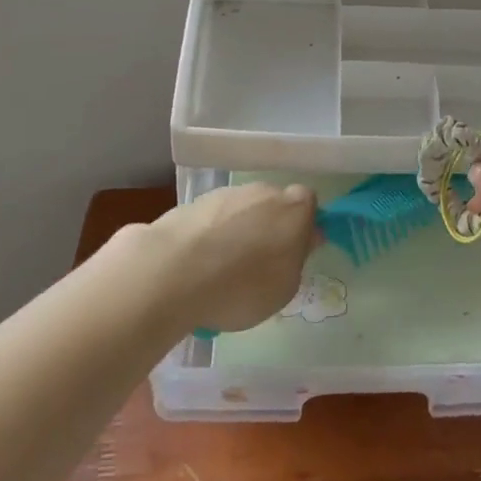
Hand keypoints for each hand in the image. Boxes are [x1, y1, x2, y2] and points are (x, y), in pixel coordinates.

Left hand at [130, 183, 319, 332]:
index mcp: (295, 208)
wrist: (172, 273)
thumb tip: (301, 241)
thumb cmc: (241, 286)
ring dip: (236, 232)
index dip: (301, 227)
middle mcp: (263, 191)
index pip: (308, 204)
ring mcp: (225, 194)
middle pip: (272, 204)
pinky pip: (210, 221)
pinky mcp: (192, 203)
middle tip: (258, 264)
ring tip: (220, 272)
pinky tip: (196, 268)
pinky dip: (208, 237)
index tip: (292, 253)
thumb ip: (296, 260)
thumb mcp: (285, 289)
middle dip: (268, 227)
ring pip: (240, 211)